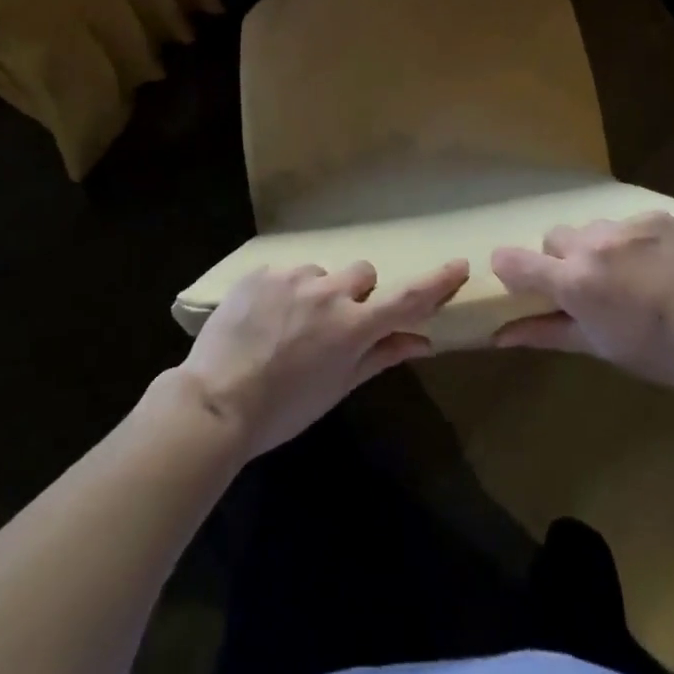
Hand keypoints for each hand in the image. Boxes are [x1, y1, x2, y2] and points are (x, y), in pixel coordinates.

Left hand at [176, 259, 469, 460]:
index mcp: (352, 326)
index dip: (436, 282)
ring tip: (288, 325)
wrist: (214, 402)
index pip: (406, 298)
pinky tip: (263, 319)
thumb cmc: (282, 409)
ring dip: (316, 293)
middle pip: (363, 274)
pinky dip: (284, 291)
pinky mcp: (262, 272)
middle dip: (358, 294)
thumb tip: (423, 342)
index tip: (458, 265)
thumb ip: (381, 356)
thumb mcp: (337, 388)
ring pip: (321, 273)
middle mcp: (328, 292)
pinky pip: (286, 273)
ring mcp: (292, 277)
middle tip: (336, 323)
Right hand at [489, 213, 673, 394]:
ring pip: (590, 228)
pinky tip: (653, 263)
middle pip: (554, 238)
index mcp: (573, 281)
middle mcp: (591, 244)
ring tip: (626, 273)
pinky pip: (625, 223)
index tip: (521, 280)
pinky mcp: (653, 216)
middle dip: (562, 259)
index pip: (514, 260)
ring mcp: (624, 226)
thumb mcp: (596, 346)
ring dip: (596, 247)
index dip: (510, 268)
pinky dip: (630, 241)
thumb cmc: (655, 351)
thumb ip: (544, 332)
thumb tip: (499, 336)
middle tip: (588, 285)